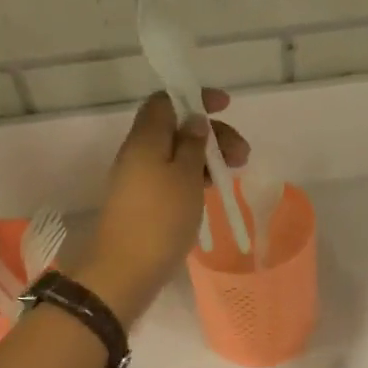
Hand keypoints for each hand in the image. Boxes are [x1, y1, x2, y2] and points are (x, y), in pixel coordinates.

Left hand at [74, 90, 248, 323]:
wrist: (125, 270)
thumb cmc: (160, 218)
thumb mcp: (185, 176)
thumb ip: (192, 144)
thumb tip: (194, 120)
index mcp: (146, 138)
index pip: (166, 100)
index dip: (195, 97)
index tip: (225, 106)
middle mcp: (139, 152)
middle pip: (176, 128)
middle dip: (211, 133)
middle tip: (242, 154)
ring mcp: (139, 179)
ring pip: (176, 154)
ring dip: (206, 157)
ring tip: (234, 174)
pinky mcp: (144, 203)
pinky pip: (172, 177)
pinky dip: (194, 177)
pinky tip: (213, 190)